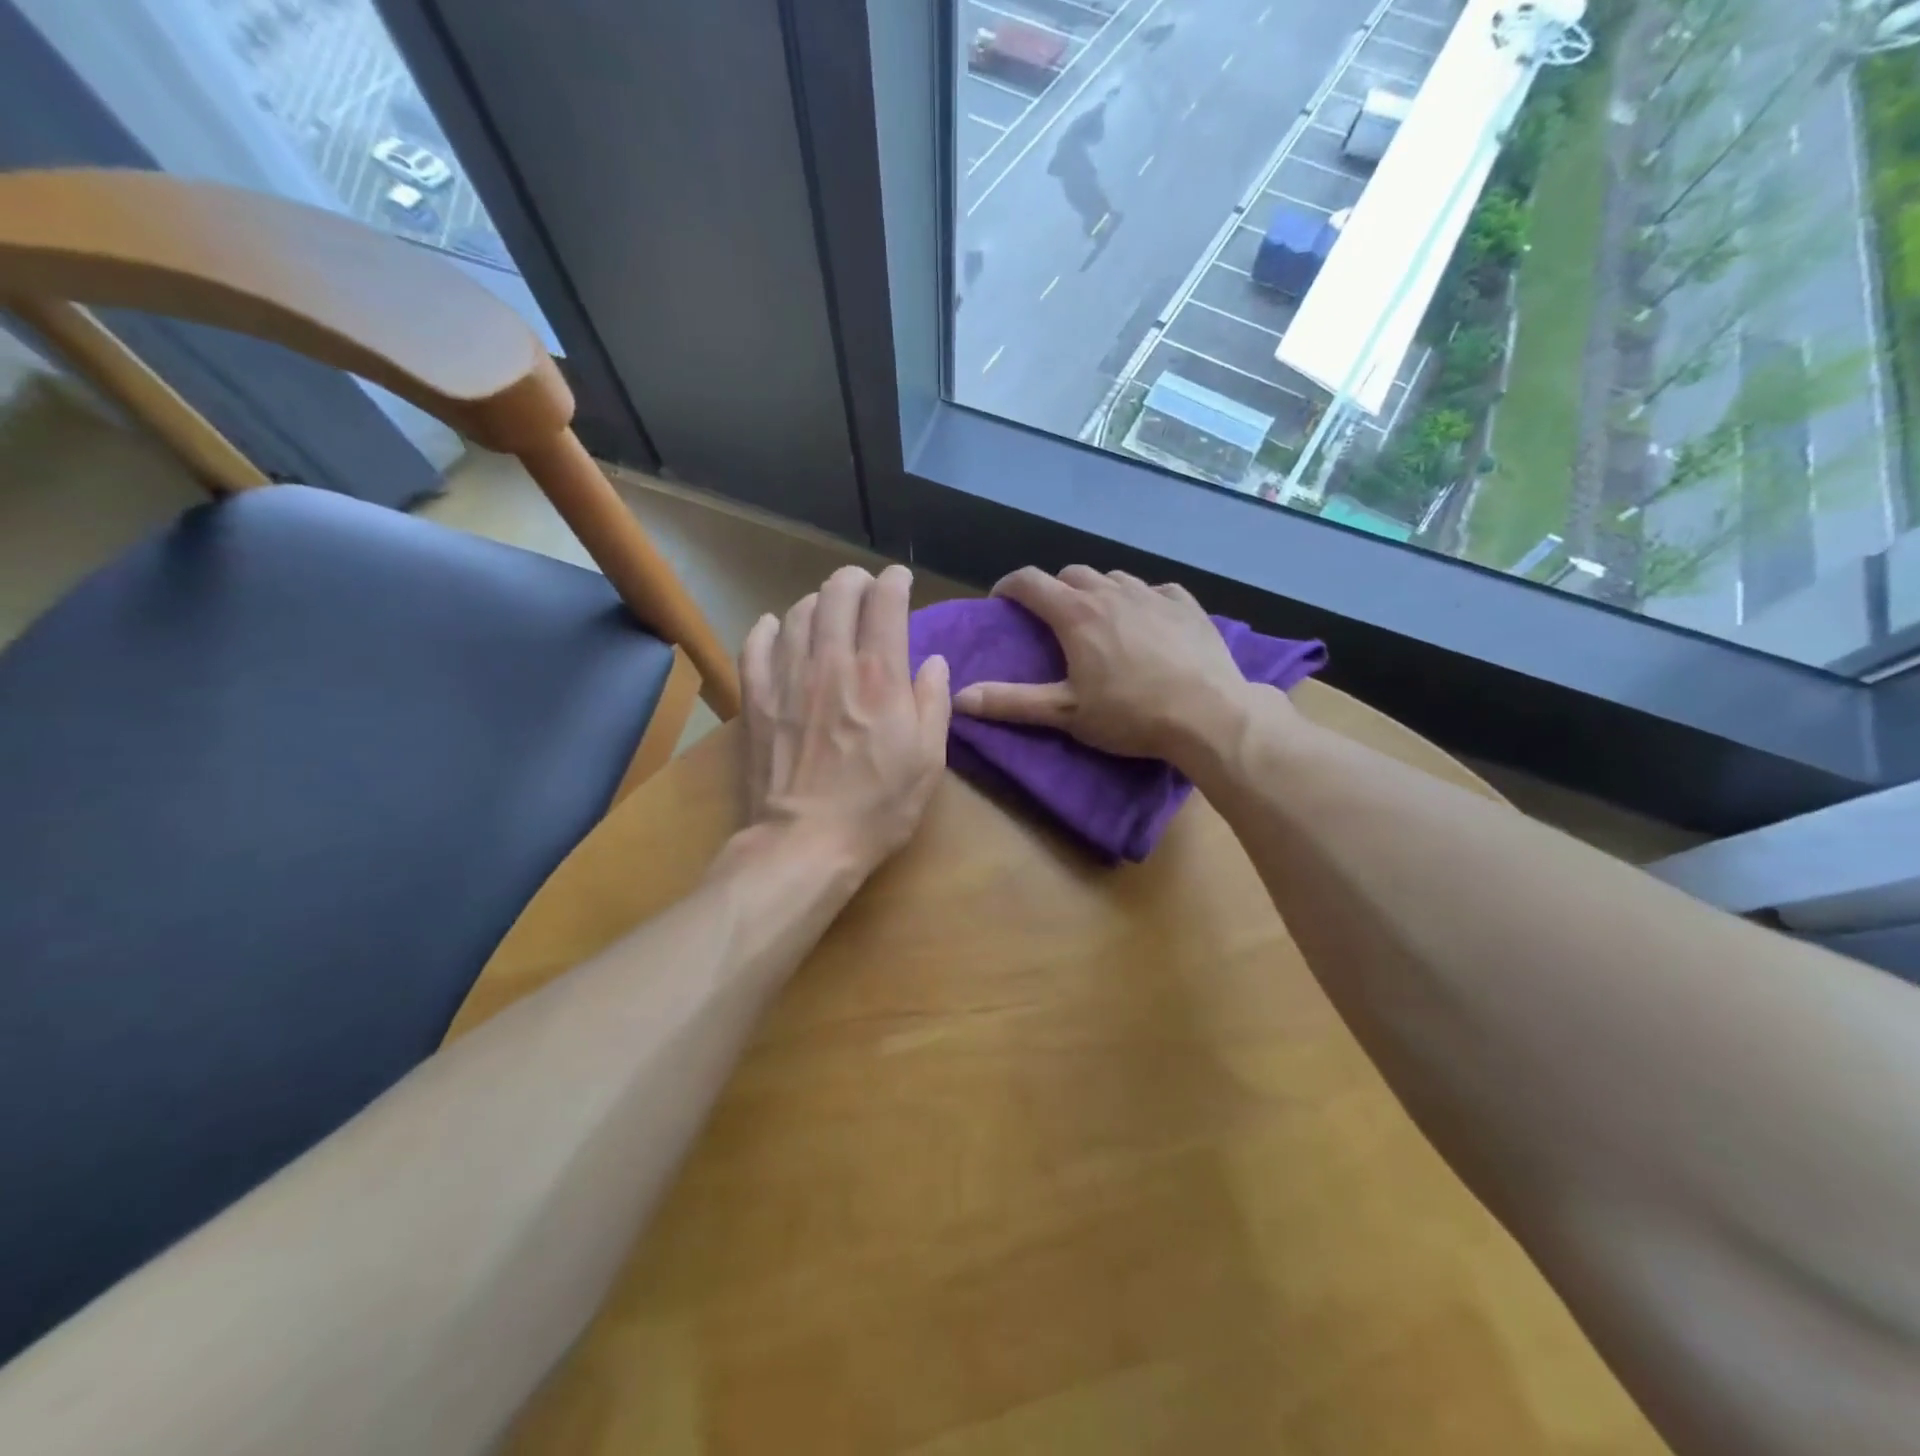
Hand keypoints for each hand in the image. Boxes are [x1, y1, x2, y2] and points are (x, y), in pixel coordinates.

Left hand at [739, 564, 950, 877]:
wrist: (805, 842)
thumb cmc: (877, 807)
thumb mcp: (928, 761)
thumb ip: (933, 703)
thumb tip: (933, 662)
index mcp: (879, 674)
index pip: (885, 601)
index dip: (895, 581)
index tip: (900, 581)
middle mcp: (831, 662)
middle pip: (837, 593)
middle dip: (855, 580)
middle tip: (864, 587)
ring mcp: (787, 677)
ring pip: (798, 612)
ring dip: (817, 602)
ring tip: (827, 611)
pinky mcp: (755, 697)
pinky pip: (755, 643)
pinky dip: (768, 628)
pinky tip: (776, 629)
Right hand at [952, 566, 1263, 763]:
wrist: (1209, 714)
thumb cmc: (1131, 714)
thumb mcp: (1065, 712)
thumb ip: (1011, 702)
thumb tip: (959, 697)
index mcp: (1076, 614)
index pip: (1030, 581)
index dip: (1009, 585)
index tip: (1001, 601)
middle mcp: (1111, 591)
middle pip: (1071, 573)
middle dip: (1054, 589)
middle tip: (1051, 618)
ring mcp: (1152, 594)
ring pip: (1113, 577)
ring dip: (1096, 591)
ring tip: (1097, 619)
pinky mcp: (1186, 604)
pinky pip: (1154, 589)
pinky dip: (1139, 599)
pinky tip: (1145, 620)